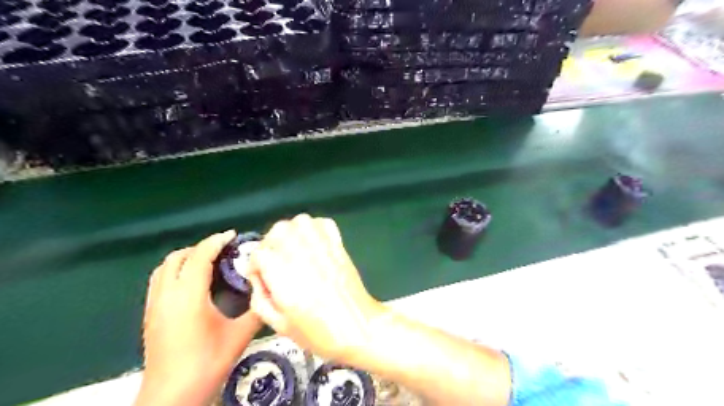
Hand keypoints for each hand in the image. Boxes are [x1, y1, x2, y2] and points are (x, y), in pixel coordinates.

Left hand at [135, 231, 262, 405]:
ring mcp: (154, 305)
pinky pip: (159, 280)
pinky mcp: (149, 315)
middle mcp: (166, 295)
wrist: (172, 395)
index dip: (216, 241)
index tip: (233, 235)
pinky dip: (175, 271)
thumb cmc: (207, 363)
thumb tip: (270, 291)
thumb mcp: (239, 335)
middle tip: (223, 250)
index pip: (199, 256)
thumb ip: (257, 310)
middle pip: (178, 257)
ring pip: (164, 267)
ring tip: (207, 262)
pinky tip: (191, 283)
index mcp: (188, 296)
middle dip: (200, 247)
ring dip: (185, 258)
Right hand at [248, 215, 384, 363]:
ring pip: (299, 222)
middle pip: (278, 231)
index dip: (255, 265)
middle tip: (275, 262)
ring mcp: (322, 246)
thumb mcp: (279, 326)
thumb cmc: (318, 332)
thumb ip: (260, 300)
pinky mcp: (338, 245)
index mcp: (283, 275)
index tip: (259, 276)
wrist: (357, 327)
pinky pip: (323, 223)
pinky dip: (314, 228)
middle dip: (270, 245)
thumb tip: (258, 280)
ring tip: (292, 249)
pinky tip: (312, 243)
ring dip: (291, 232)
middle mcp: (301, 254)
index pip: (259, 253)